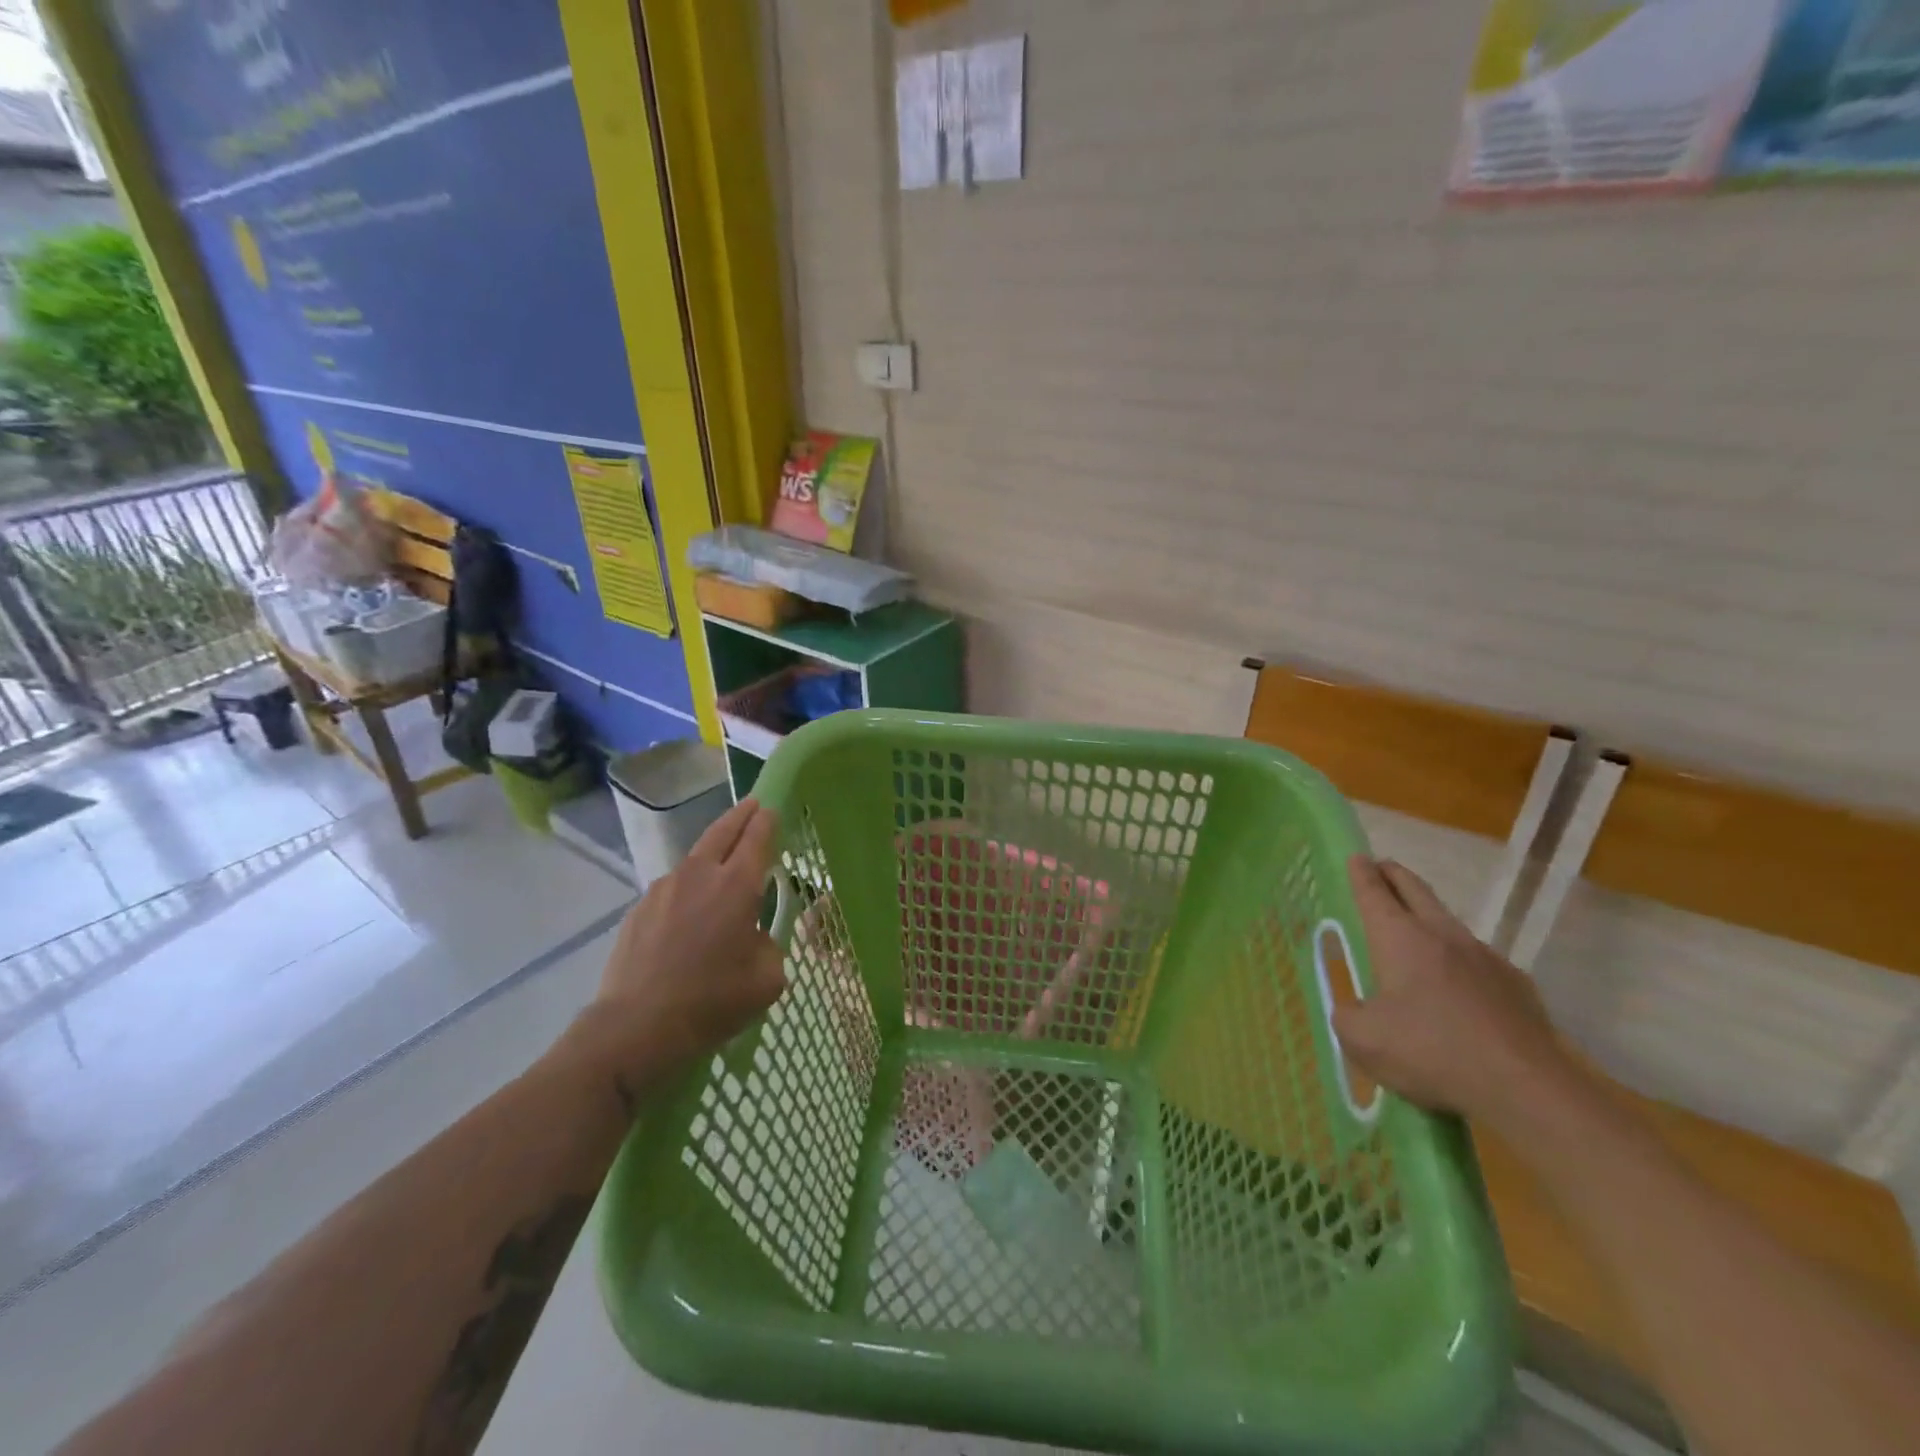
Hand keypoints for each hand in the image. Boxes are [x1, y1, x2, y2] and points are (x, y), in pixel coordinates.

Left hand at [562, 799, 786, 1097]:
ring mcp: (663, 889)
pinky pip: (672, 889)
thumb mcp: (766, 981)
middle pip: (722, 831)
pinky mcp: (638, 909)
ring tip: (722, 867)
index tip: (773, 809)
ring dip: (712, 854)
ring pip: (694, 858)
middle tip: (753, 805)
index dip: (767, 821)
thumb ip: (769, 947)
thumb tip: (753, 938)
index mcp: (736, 886)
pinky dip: (687, 889)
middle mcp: (699, 875)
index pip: (756, 838)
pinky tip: (689, 915)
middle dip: (741, 815)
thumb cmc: (711, 1002)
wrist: (635, 1028)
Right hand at [1333, 855, 1565, 1123]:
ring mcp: (1486, 958)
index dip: (1361, 874)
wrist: (1526, 1089)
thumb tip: (1354, 1010)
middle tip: (1382, 868)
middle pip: (1416, 891)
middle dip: (1395, 876)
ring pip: (1449, 924)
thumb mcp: (1362, 1040)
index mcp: (1400, 939)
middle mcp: (1443, 936)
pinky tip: (1459, 990)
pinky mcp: (1517, 987)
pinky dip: (1461, 963)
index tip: (1356, 856)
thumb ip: (1347, 1016)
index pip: (1374, 893)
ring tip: (1416, 932)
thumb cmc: (1431, 1052)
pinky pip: (1479, 962)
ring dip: (1428, 918)